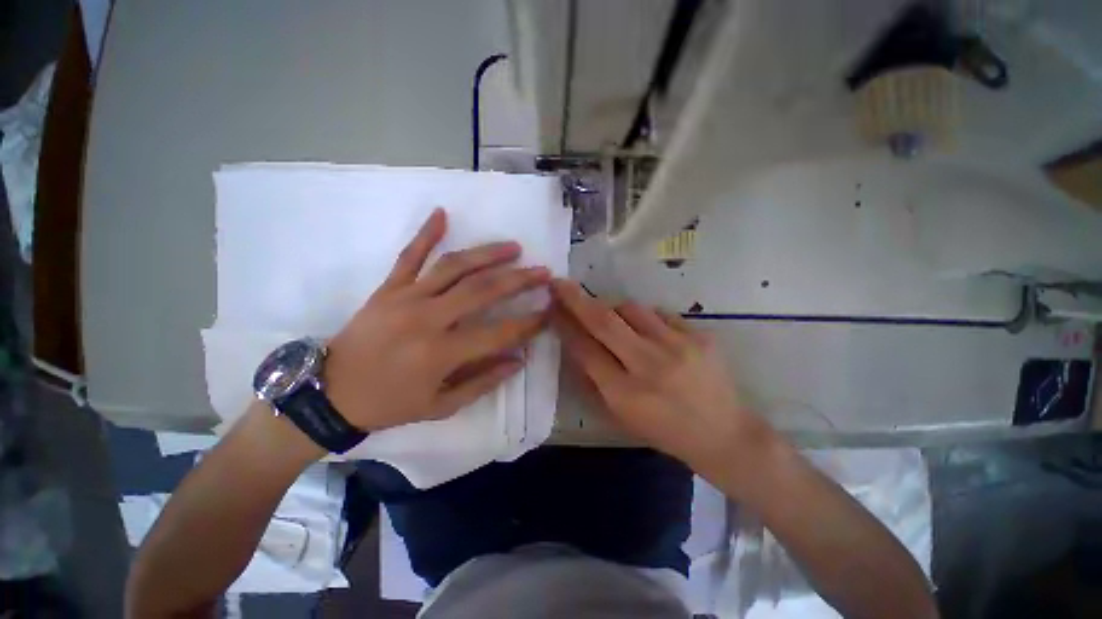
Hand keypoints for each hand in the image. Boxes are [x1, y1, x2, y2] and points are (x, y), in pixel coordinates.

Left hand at [323, 208, 549, 431]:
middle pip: (483, 291)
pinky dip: (426, 233)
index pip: (499, 333)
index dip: (528, 323)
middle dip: (519, 280)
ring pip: (454, 267)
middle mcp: (428, 319)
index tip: (549, 311)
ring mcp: (406, 298)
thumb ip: (483, 382)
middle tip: (542, 271)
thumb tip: (518, 360)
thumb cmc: (390, 404)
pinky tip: (442, 213)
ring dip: (487, 254)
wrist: (331, 392)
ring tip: (513, 247)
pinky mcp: (388, 288)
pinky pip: (409, 256)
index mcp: (441, 353)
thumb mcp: (441, 406)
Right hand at [551, 279, 763, 469]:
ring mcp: (679, 346)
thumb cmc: (665, 431)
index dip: (565, 325)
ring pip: (631, 309)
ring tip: (613, 318)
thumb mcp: (621, 416)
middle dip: (577, 299)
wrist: (724, 434)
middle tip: (560, 283)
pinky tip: (650, 334)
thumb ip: (593, 381)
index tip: (552, 307)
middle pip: (604, 322)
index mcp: (626, 394)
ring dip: (613, 309)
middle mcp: (650, 366)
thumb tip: (574, 344)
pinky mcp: (700, 336)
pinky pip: (659, 314)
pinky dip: (645, 319)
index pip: (586, 349)